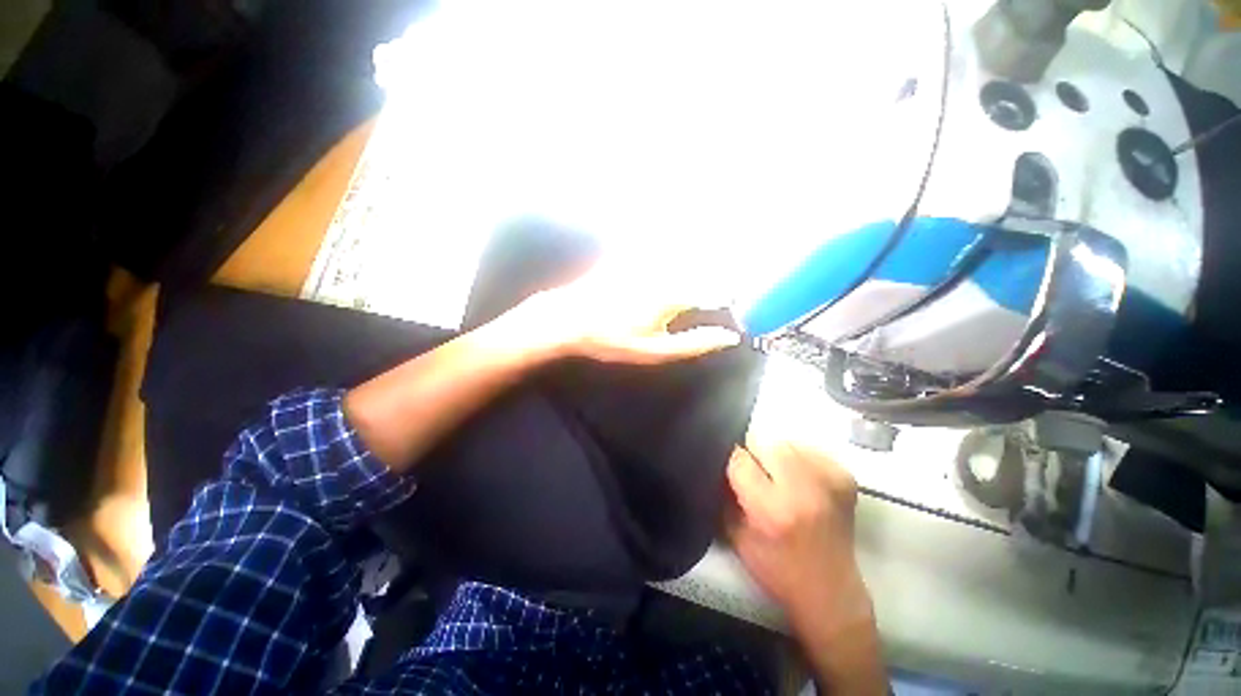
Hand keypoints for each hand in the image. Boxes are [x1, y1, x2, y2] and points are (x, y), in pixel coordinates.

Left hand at [514, 259, 740, 364]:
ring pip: (684, 247)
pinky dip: (672, 239)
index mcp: (674, 296)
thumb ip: (692, 344)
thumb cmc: (612, 341)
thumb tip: (730, 338)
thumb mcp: (653, 351)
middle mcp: (665, 270)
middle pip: (705, 261)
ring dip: (701, 248)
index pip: (717, 289)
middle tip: (731, 271)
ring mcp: (647, 258)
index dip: (734, 292)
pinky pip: (659, 241)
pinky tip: (675, 242)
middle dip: (721, 264)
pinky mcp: (632, 251)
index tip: (742, 297)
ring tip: (712, 250)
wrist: (569, 319)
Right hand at [726, 438, 870, 627]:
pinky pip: (809, 448)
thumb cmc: (777, 569)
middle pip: (763, 441)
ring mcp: (828, 481)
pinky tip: (797, 477)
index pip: (739, 460)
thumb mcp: (736, 535)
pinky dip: (797, 456)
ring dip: (774, 453)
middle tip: (753, 471)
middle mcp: (802, 490)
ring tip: (775, 475)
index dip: (730, 460)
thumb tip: (719, 460)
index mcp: (771, 509)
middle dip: (752, 452)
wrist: (831, 592)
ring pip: (785, 441)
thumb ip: (724, 494)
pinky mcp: (845, 478)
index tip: (729, 467)